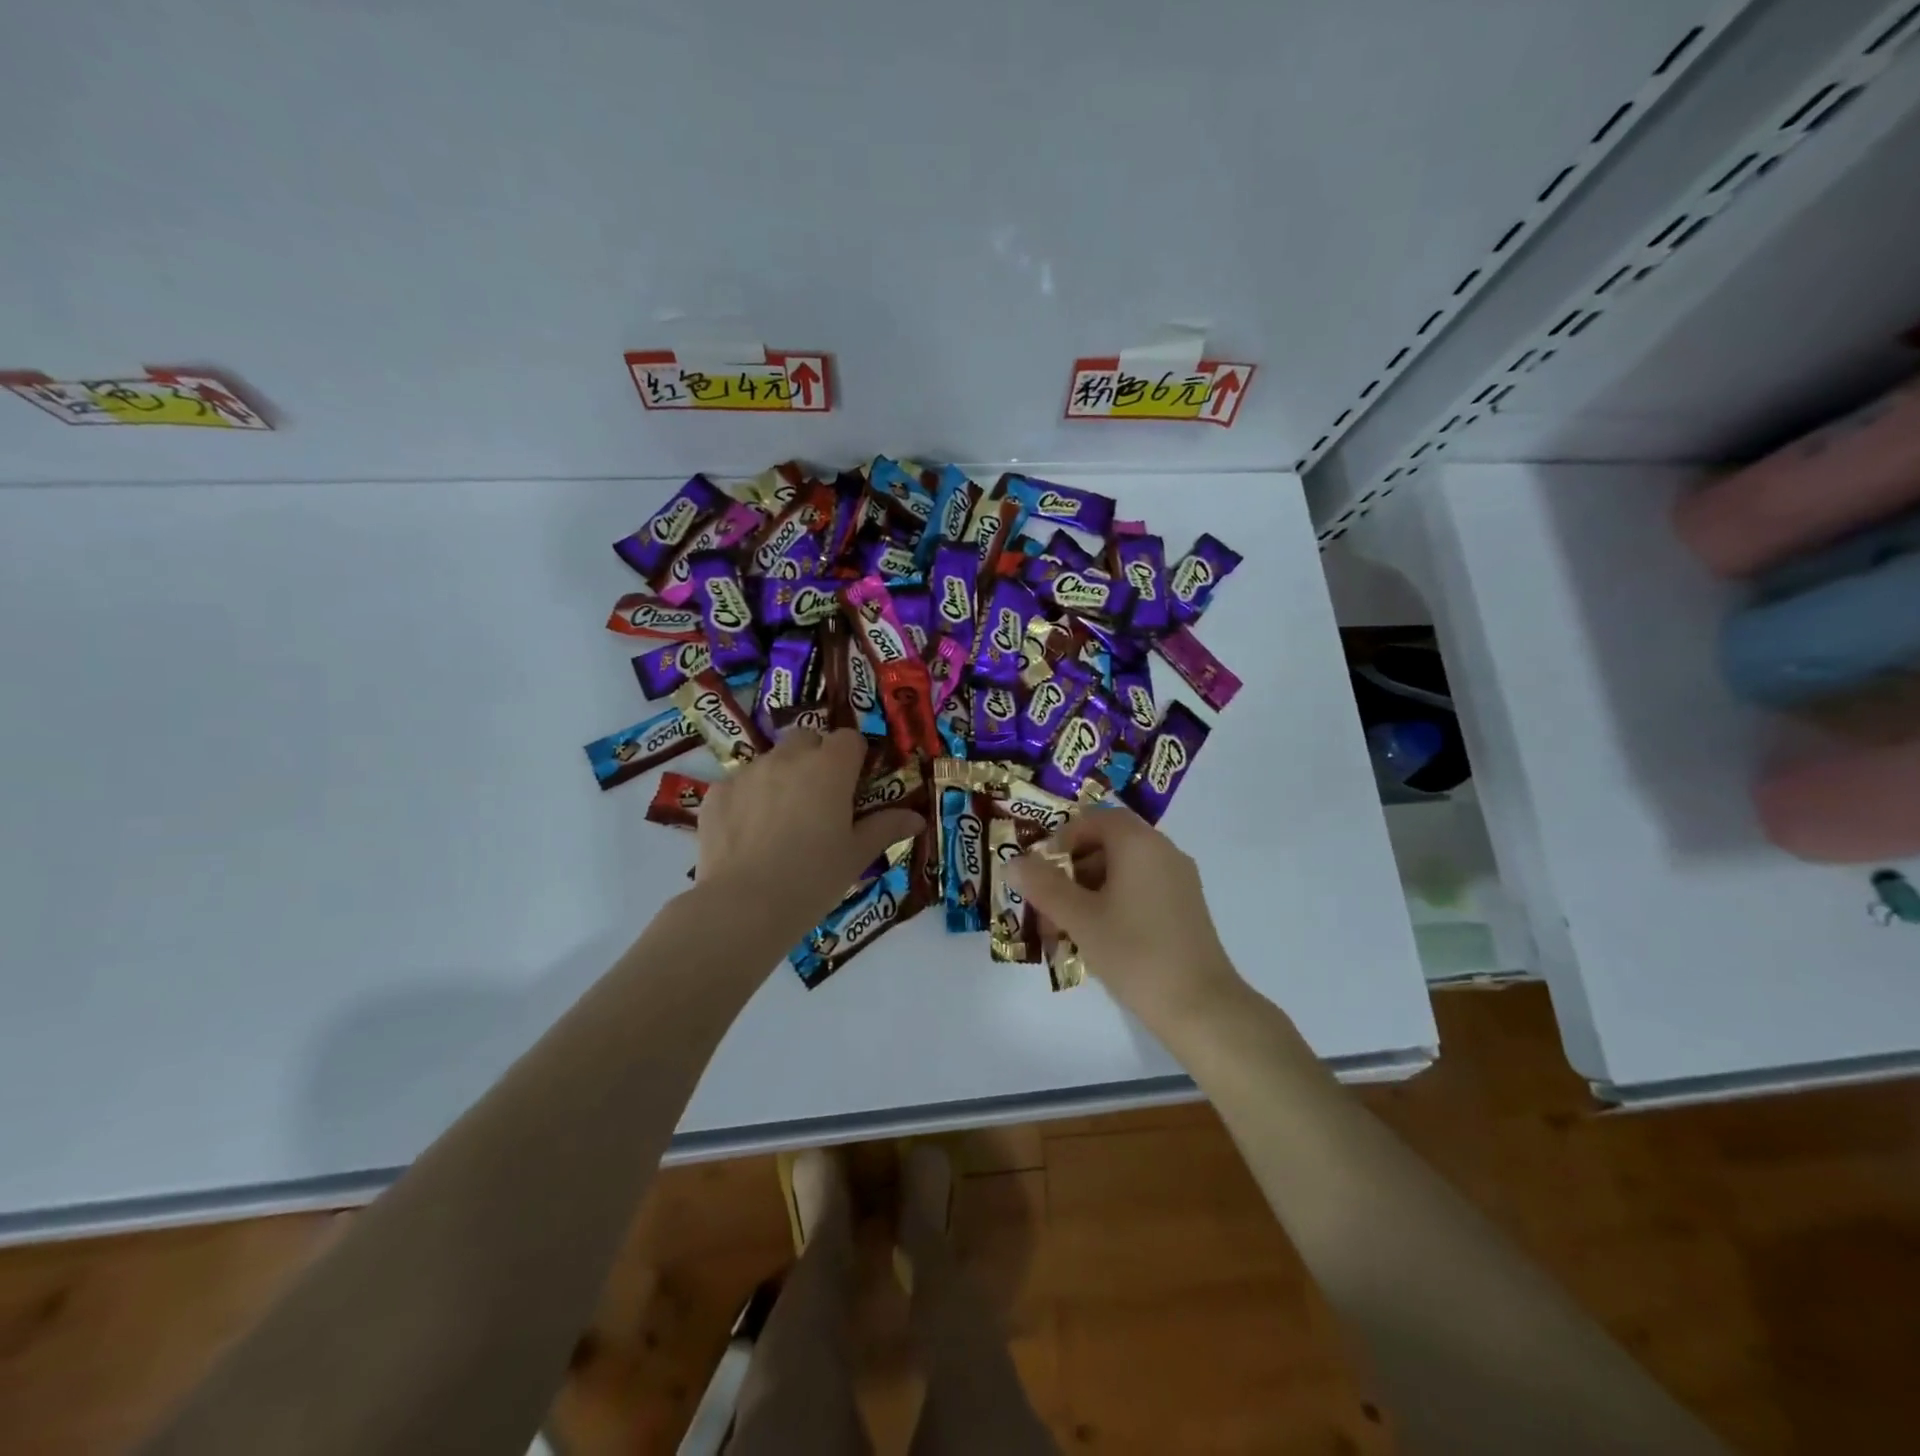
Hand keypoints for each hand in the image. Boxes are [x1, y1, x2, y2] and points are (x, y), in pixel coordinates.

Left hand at [695, 729, 923, 927]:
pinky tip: (749, 834)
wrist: (743, 906)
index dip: (853, 758)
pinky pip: (739, 784)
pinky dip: (748, 798)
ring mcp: (748, 773)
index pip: (848, 739)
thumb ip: (886, 828)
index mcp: (830, 768)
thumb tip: (917, 818)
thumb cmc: (813, 879)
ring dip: (782, 777)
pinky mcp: (717, 793)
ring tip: (781, 820)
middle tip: (819, 798)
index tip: (853, 785)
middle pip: (807, 738)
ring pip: (771, 760)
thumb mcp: (856, 856)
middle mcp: (788, 758)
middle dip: (816, 758)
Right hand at [1007, 807, 1243, 1031]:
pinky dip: (1113, 901)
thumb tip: (1013, 862)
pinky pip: (1141, 888)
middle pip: (1108, 843)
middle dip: (1071, 868)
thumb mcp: (1079, 918)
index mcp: (1139, 843)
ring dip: (1089, 889)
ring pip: (1123, 869)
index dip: (1062, 838)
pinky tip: (1097, 937)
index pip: (1094, 819)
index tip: (1041, 870)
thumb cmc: (1134, 952)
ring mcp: (1179, 880)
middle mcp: (1163, 851)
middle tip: (1047, 902)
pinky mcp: (1185, 907)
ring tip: (1065, 927)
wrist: (1200, 1006)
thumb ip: (1043, 886)